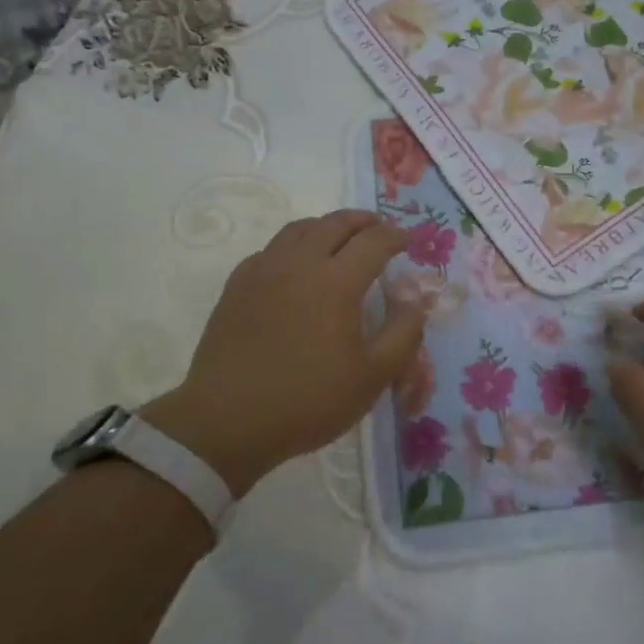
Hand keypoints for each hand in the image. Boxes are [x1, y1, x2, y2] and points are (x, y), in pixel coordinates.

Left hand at [141, 210, 424, 496]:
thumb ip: (403, 334)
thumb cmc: (308, 401)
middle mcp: (299, 264)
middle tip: (378, 228)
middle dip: (362, 221)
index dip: (396, 236)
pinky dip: (293, 246)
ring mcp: (263, 271)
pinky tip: (295, 266)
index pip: (373, 242)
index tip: (408, 239)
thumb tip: (416, 301)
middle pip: (335, 224)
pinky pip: (270, 250)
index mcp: (336, 282)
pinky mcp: (237, 286)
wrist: (227, 422)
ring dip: (326, 226)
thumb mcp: (372, 377)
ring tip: (339, 238)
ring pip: (299, 230)